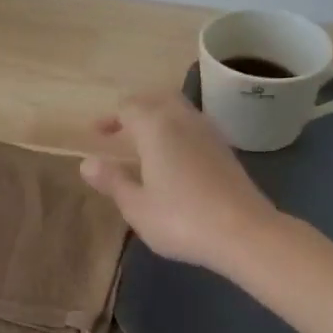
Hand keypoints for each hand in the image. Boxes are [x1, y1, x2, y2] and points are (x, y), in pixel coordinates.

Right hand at [80, 90, 280, 273]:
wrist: (245, 232)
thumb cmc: (182, 219)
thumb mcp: (137, 206)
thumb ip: (112, 181)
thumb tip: (88, 163)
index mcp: (156, 127)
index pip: (128, 107)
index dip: (110, 118)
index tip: (96, 135)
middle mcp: (183, 120)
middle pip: (156, 99)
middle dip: (136, 110)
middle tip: (120, 130)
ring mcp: (209, 132)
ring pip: (179, 110)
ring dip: (159, 118)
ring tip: (145, 143)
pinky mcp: (226, 149)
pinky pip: (194, 127)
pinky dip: (177, 132)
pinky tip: (174, 158)